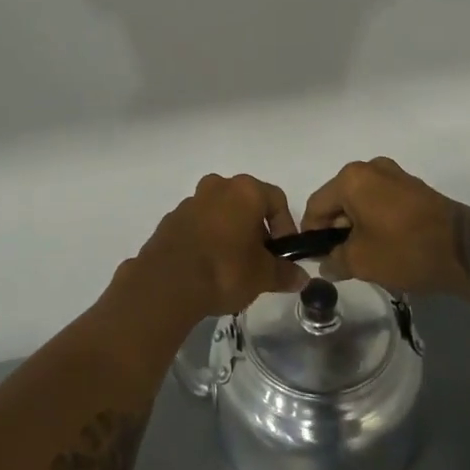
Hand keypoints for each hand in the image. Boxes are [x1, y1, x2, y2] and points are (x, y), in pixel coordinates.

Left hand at [134, 173, 310, 321]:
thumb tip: (301, 277)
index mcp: (244, 191)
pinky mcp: (172, 219)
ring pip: (221, 212)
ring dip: (231, 232)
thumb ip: (285, 273)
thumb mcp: (263, 275)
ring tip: (234, 266)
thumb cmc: (225, 269)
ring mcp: (191, 200)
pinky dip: (208, 239)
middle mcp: (218, 186)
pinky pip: (199, 224)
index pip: (276, 199)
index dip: (286, 226)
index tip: (284, 253)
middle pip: (247, 202)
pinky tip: (209, 267)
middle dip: (257, 229)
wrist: (168, 282)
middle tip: (260, 260)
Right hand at [299, 156, 465, 295]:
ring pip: (362, 201)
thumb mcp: (362, 261)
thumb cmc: (405, 249)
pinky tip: (388, 246)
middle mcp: (371, 167)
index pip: (317, 206)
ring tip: (368, 258)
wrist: (465, 250)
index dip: (311, 234)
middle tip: (344, 262)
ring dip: (358, 227)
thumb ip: (335, 260)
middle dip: (337, 231)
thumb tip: (326, 264)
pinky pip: (383, 202)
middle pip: (339, 200)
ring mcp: (395, 174)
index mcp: (351, 178)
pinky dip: (377, 221)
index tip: (318, 260)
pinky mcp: (414, 187)